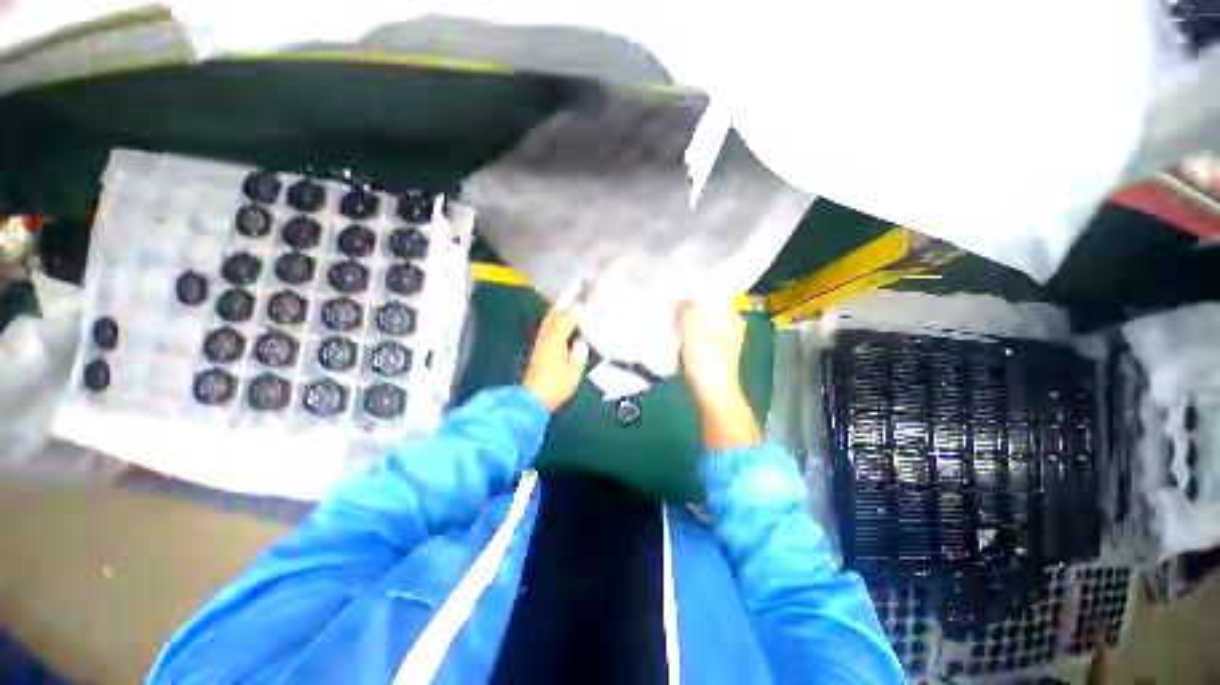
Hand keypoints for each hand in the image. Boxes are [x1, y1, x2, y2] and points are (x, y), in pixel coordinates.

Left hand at [523, 305, 589, 411]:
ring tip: (566, 302)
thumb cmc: (556, 386)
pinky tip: (558, 323)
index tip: (585, 301)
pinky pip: (547, 329)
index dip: (576, 311)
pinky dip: (553, 321)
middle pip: (554, 316)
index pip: (567, 321)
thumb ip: (578, 355)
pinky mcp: (538, 351)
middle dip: (563, 304)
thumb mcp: (574, 372)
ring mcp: (540, 344)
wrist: (533, 399)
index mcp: (555, 341)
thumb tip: (580, 342)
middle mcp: (546, 339)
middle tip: (573, 292)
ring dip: (557, 311)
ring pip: (548, 322)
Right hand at [677, 300, 747, 407]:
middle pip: (708, 307)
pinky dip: (689, 331)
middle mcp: (731, 325)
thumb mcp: (694, 335)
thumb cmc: (707, 365)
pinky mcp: (714, 349)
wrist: (713, 396)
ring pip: (703, 320)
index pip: (715, 294)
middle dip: (691, 304)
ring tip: (672, 313)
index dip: (697, 290)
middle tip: (672, 300)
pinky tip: (677, 331)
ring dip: (688, 318)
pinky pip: (699, 332)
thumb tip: (682, 298)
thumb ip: (687, 313)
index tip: (679, 287)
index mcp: (733, 318)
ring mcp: (723, 338)